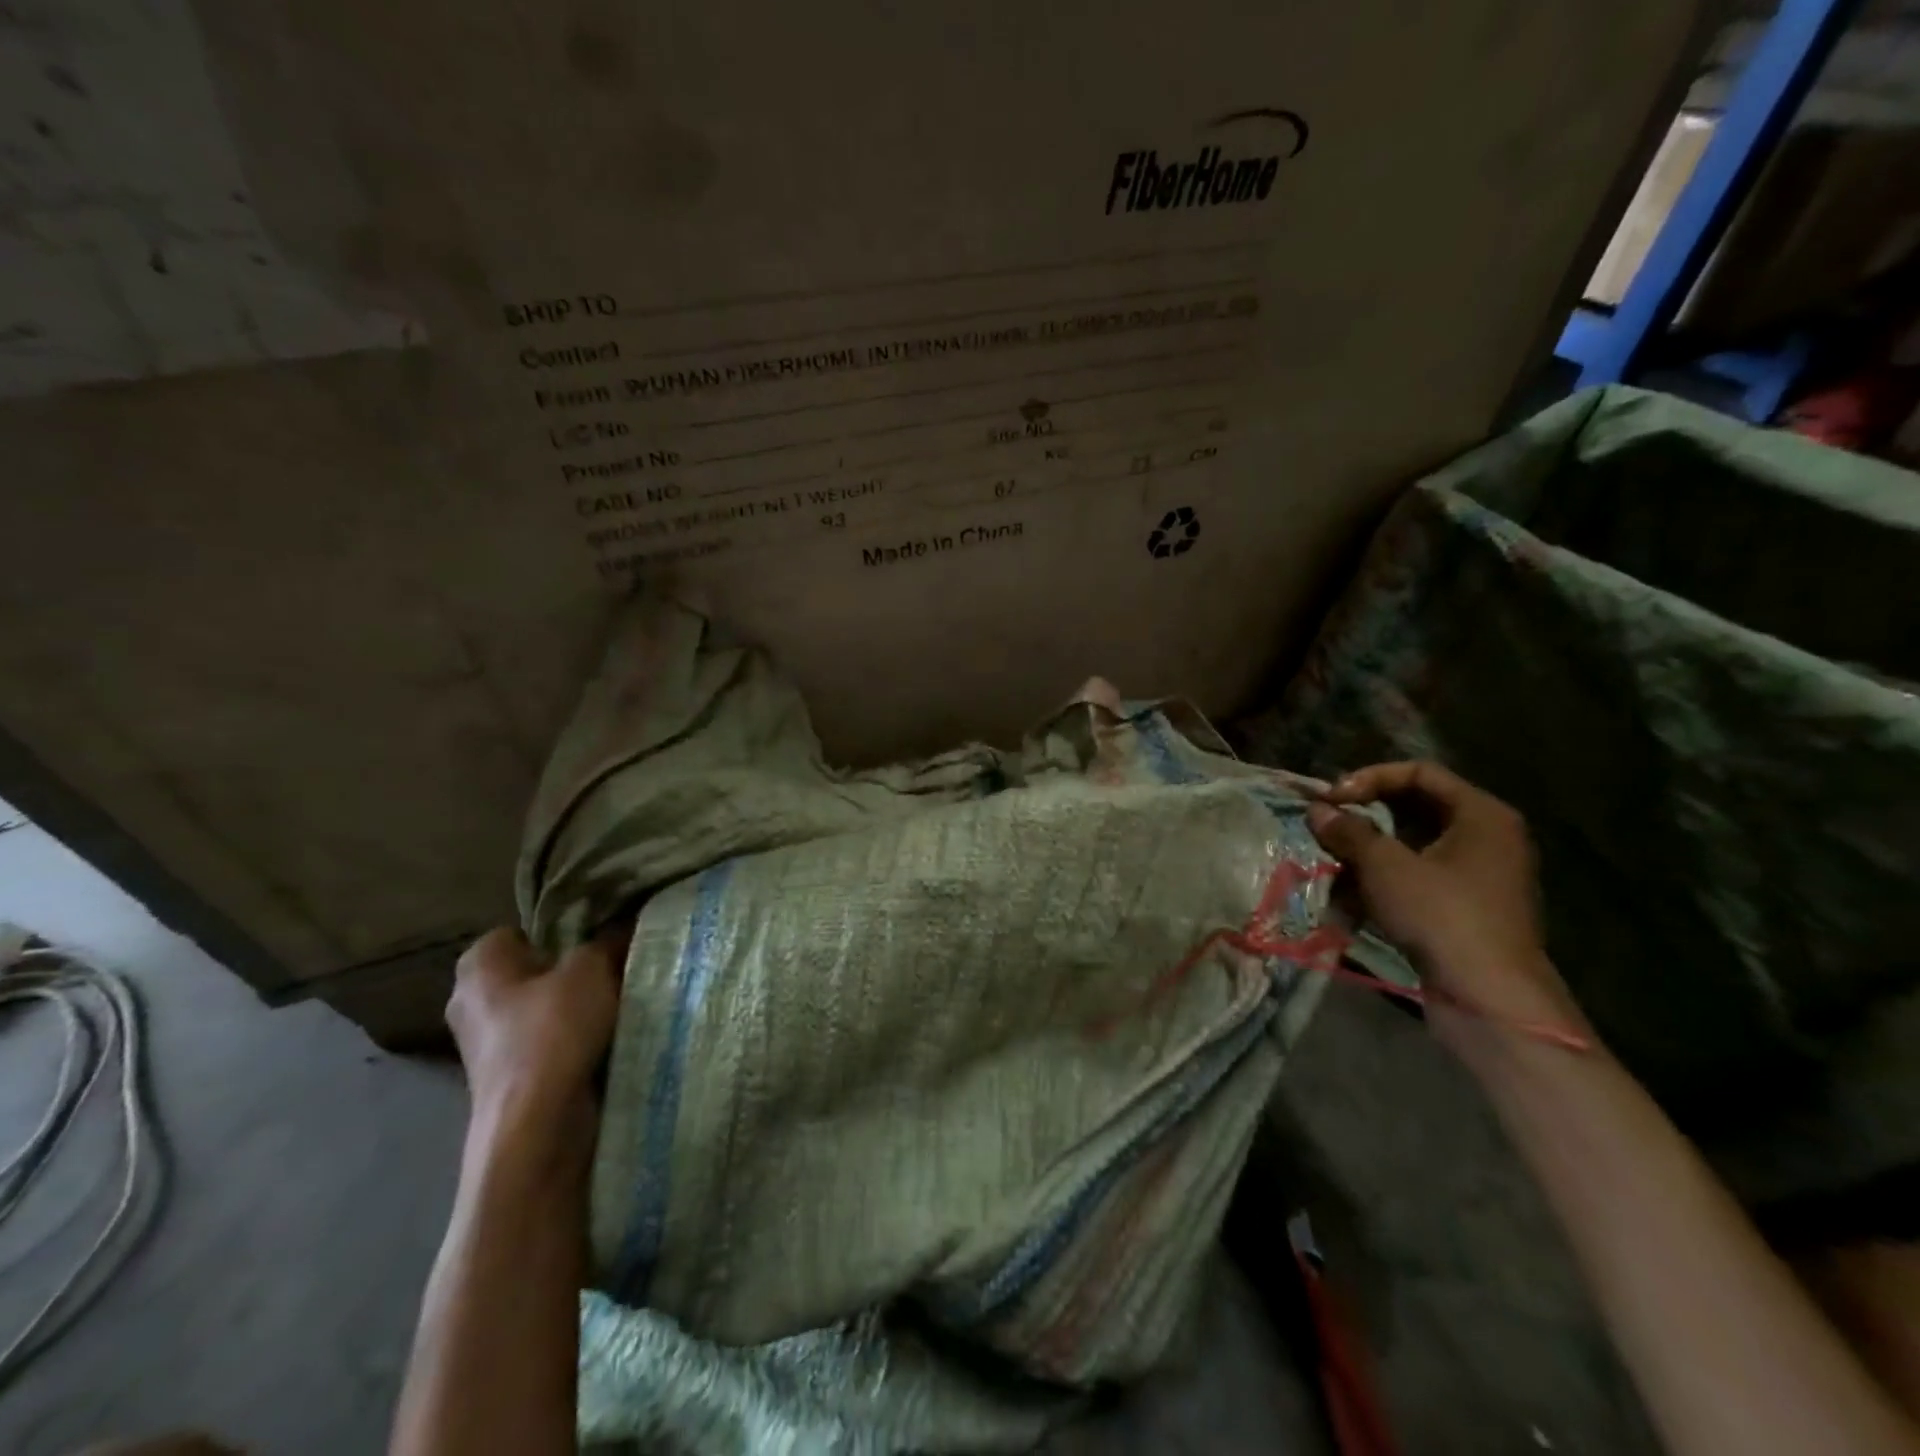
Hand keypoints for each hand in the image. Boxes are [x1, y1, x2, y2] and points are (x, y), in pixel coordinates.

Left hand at [446, 927, 624, 1140]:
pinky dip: (574, 1040)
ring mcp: (486, 1045)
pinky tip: (607, 1038)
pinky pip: (548, 1042)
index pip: (521, 931)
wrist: (537, 1126)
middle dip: (572, 970)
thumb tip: (623, 925)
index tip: (597, 939)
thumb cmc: (553, 1031)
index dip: (560, 932)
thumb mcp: (593, 968)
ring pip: (543, 1008)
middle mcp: (471, 1001)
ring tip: (620, 1001)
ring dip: (577, 1006)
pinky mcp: (507, 1078)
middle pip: (534, 971)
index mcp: (479, 966)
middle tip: (615, 965)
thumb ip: (607, 940)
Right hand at [1305, 762, 1581, 1045]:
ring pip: (1408, 848)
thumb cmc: (1442, 915)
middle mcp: (1484, 838)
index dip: (1370, 778)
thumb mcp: (1386, 866)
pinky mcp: (1461, 909)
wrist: (1489, 998)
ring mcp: (1475, 876)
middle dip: (1363, 821)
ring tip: (1331, 872)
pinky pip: (1414, 881)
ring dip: (1364, 857)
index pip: (1419, 773)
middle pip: (1412, 810)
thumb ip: (1349, 832)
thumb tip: (1317, 810)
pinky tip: (1347, 905)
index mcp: (1481, 814)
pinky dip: (1380, 886)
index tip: (1331, 799)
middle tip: (1326, 829)